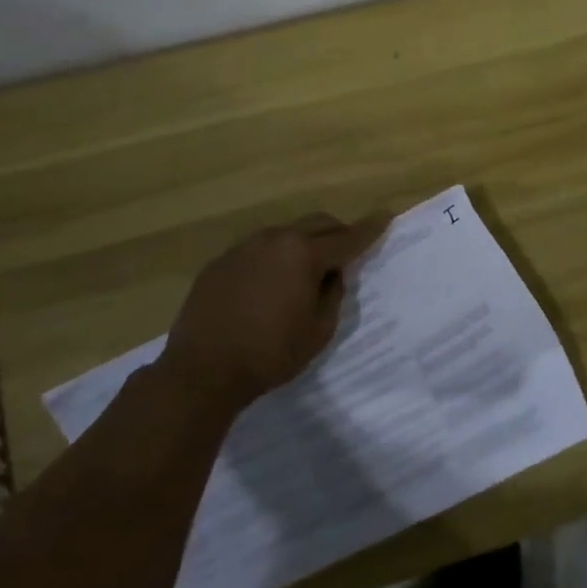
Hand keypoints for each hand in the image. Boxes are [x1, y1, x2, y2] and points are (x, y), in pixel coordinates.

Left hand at [161, 212, 391, 411]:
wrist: (200, 371)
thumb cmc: (269, 354)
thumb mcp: (318, 331)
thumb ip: (333, 295)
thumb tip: (332, 275)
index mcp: (304, 254)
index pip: (348, 238)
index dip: (370, 228)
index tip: (386, 216)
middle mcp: (276, 239)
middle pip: (317, 224)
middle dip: (338, 232)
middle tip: (349, 249)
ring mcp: (244, 247)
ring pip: (286, 234)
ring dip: (304, 244)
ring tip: (307, 270)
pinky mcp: (221, 262)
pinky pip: (258, 250)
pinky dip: (274, 258)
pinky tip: (269, 285)